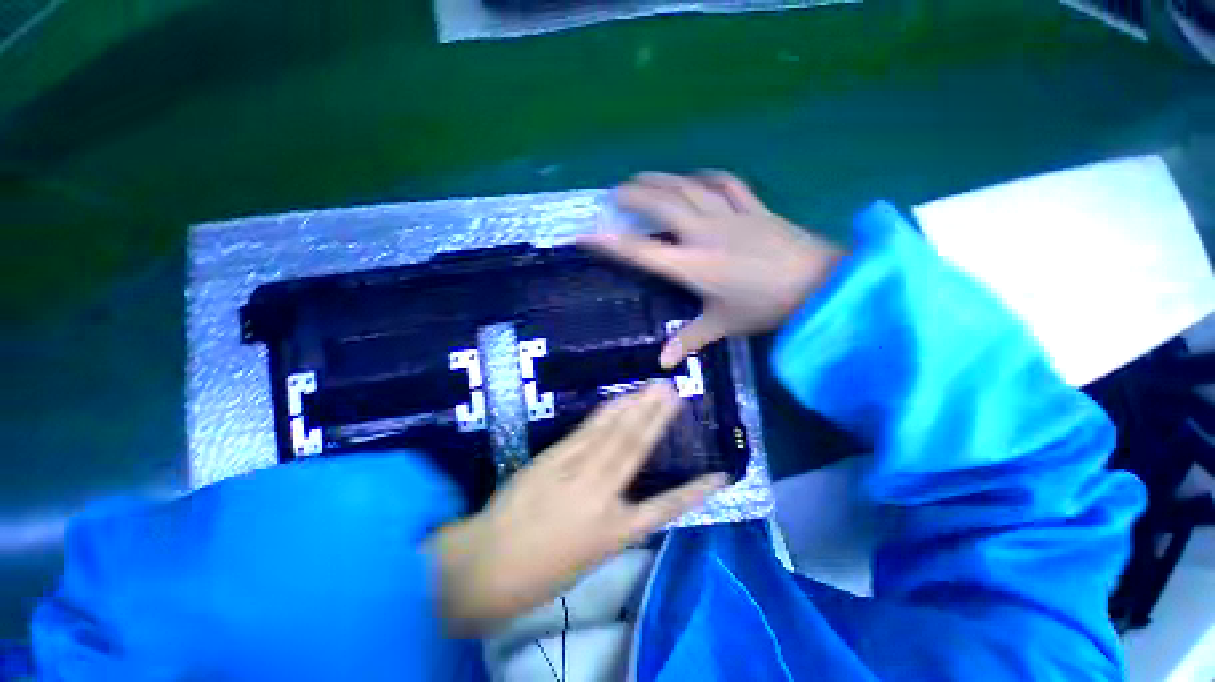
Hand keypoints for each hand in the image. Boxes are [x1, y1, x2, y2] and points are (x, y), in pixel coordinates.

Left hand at [427, 382, 726, 633]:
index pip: (666, 509)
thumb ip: (611, 521)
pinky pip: (586, 432)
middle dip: (657, 419)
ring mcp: (575, 472)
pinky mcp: (553, 458)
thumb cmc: (539, 571)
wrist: (485, 566)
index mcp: (614, 534)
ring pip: (613, 434)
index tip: (720, 475)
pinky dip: (605, 414)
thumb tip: (628, 491)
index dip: (695, 492)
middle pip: (636, 450)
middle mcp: (601, 496)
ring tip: (653, 387)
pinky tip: (618, 400)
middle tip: (674, 391)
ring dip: (635, 407)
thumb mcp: (587, 556)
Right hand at [580, 171, 843, 367]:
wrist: (819, 284)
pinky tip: (695, 175)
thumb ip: (688, 340)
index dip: (609, 243)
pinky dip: (706, 175)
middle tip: (615, 192)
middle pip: (661, 205)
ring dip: (661, 179)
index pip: (641, 252)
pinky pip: (725, 182)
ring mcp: (729, 215)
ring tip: (643, 177)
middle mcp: (704, 234)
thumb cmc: (765, 307)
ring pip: (687, 187)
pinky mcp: (752, 207)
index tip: (585, 234)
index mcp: (692, 266)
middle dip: (633, 194)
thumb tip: (662, 364)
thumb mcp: (722, 325)